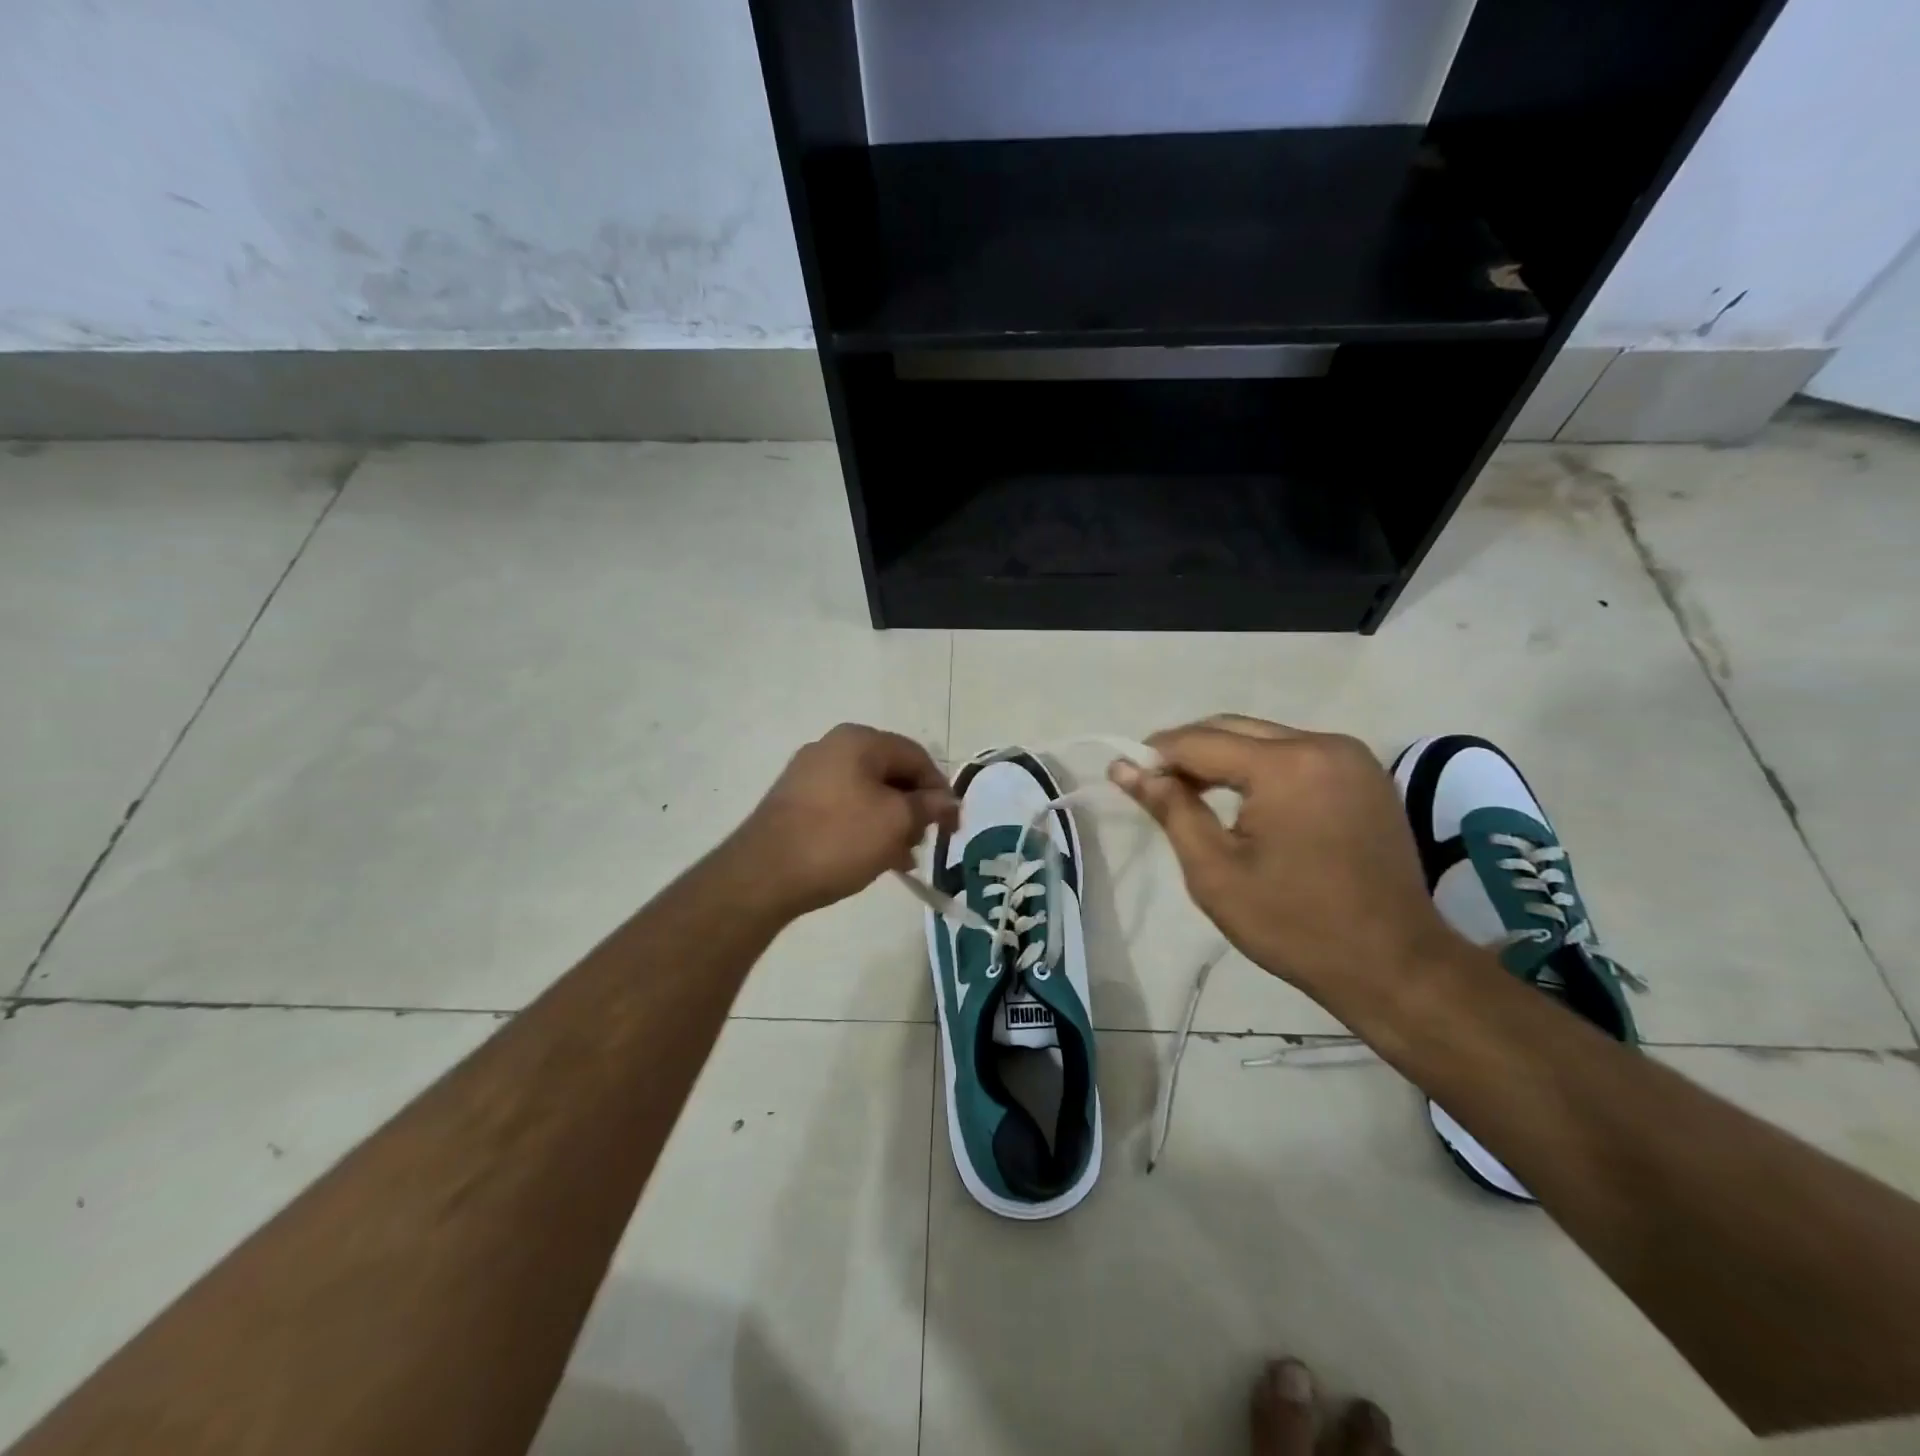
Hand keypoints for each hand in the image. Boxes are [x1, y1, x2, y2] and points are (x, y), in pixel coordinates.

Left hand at [728, 723, 957, 917]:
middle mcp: (832, 747)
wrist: (763, 875)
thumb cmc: (838, 840)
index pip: (917, 757)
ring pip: (868, 793)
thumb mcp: (896, 822)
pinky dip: (864, 827)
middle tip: (924, 843)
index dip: (941, 791)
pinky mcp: (794, 802)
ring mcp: (809, 774)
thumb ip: (928, 807)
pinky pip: (843, 807)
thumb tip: (947, 800)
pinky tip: (873, 858)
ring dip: (891, 822)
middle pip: (891, 773)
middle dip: (914, 809)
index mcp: (858, 740)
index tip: (952, 827)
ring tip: (901, 858)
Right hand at [1108, 714, 1463, 1009]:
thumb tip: (1124, 769)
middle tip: (1155, 786)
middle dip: (1188, 752)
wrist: (1393, 964)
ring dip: (1224, 758)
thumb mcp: (1215, 871)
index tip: (1124, 774)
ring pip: (1265, 738)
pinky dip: (1261, 767)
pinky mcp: (1365, 775)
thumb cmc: (1294, 924)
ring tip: (1192, 793)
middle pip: (1234, 729)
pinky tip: (1243, 799)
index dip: (1156, 754)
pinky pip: (1296, 754)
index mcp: (1287, 765)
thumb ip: (1170, 809)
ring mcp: (1351, 757)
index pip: (1200, 741)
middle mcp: (1323, 744)